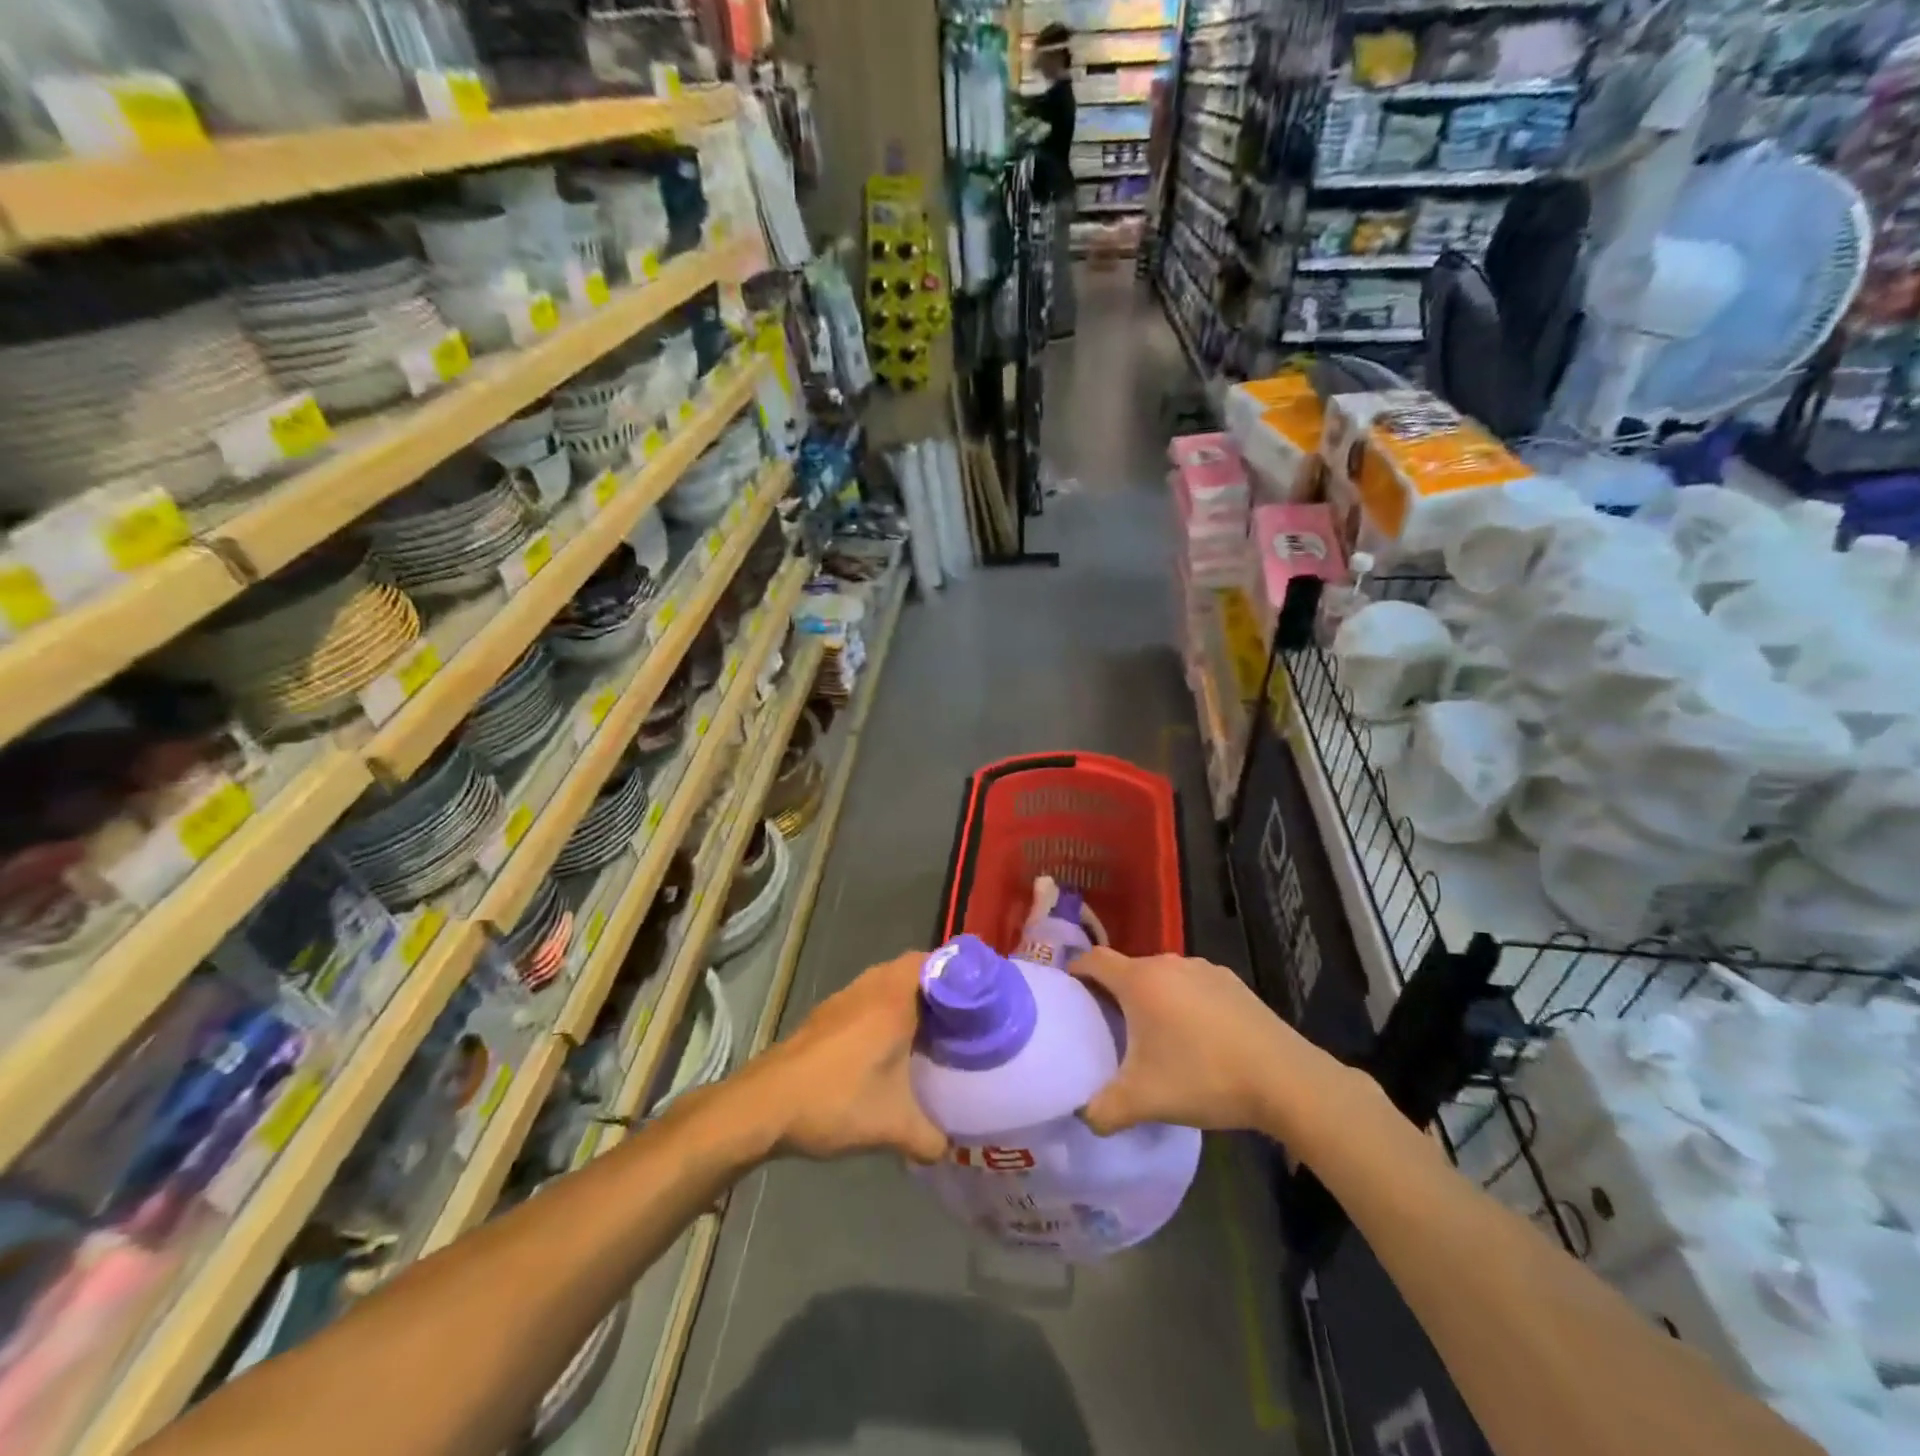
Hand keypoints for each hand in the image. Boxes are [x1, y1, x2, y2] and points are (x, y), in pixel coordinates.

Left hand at [739, 952, 947, 1163]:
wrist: (764, 1106)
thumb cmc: (836, 1101)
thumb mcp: (893, 1127)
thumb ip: (931, 1138)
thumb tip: (951, 1148)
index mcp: (894, 998)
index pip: (935, 960)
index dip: (961, 972)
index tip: (982, 997)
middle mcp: (871, 987)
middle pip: (913, 969)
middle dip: (938, 989)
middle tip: (961, 1019)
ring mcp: (843, 999)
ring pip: (887, 983)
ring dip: (907, 999)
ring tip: (930, 1033)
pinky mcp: (825, 1016)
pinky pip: (867, 999)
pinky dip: (883, 1011)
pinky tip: (888, 1048)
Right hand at [1070, 948, 1336, 1137]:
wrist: (1284, 1079)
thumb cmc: (1204, 1077)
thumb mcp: (1143, 1101)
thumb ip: (1102, 1110)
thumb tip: (1083, 1116)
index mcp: (1140, 981)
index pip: (1094, 960)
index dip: (1075, 971)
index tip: (1067, 993)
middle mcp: (1168, 963)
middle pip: (1128, 969)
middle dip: (1114, 993)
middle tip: (1108, 1027)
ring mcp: (1204, 969)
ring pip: (1162, 977)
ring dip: (1151, 997)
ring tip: (1153, 1035)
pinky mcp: (1232, 983)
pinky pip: (1193, 985)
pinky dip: (1183, 1002)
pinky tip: (1197, 1037)